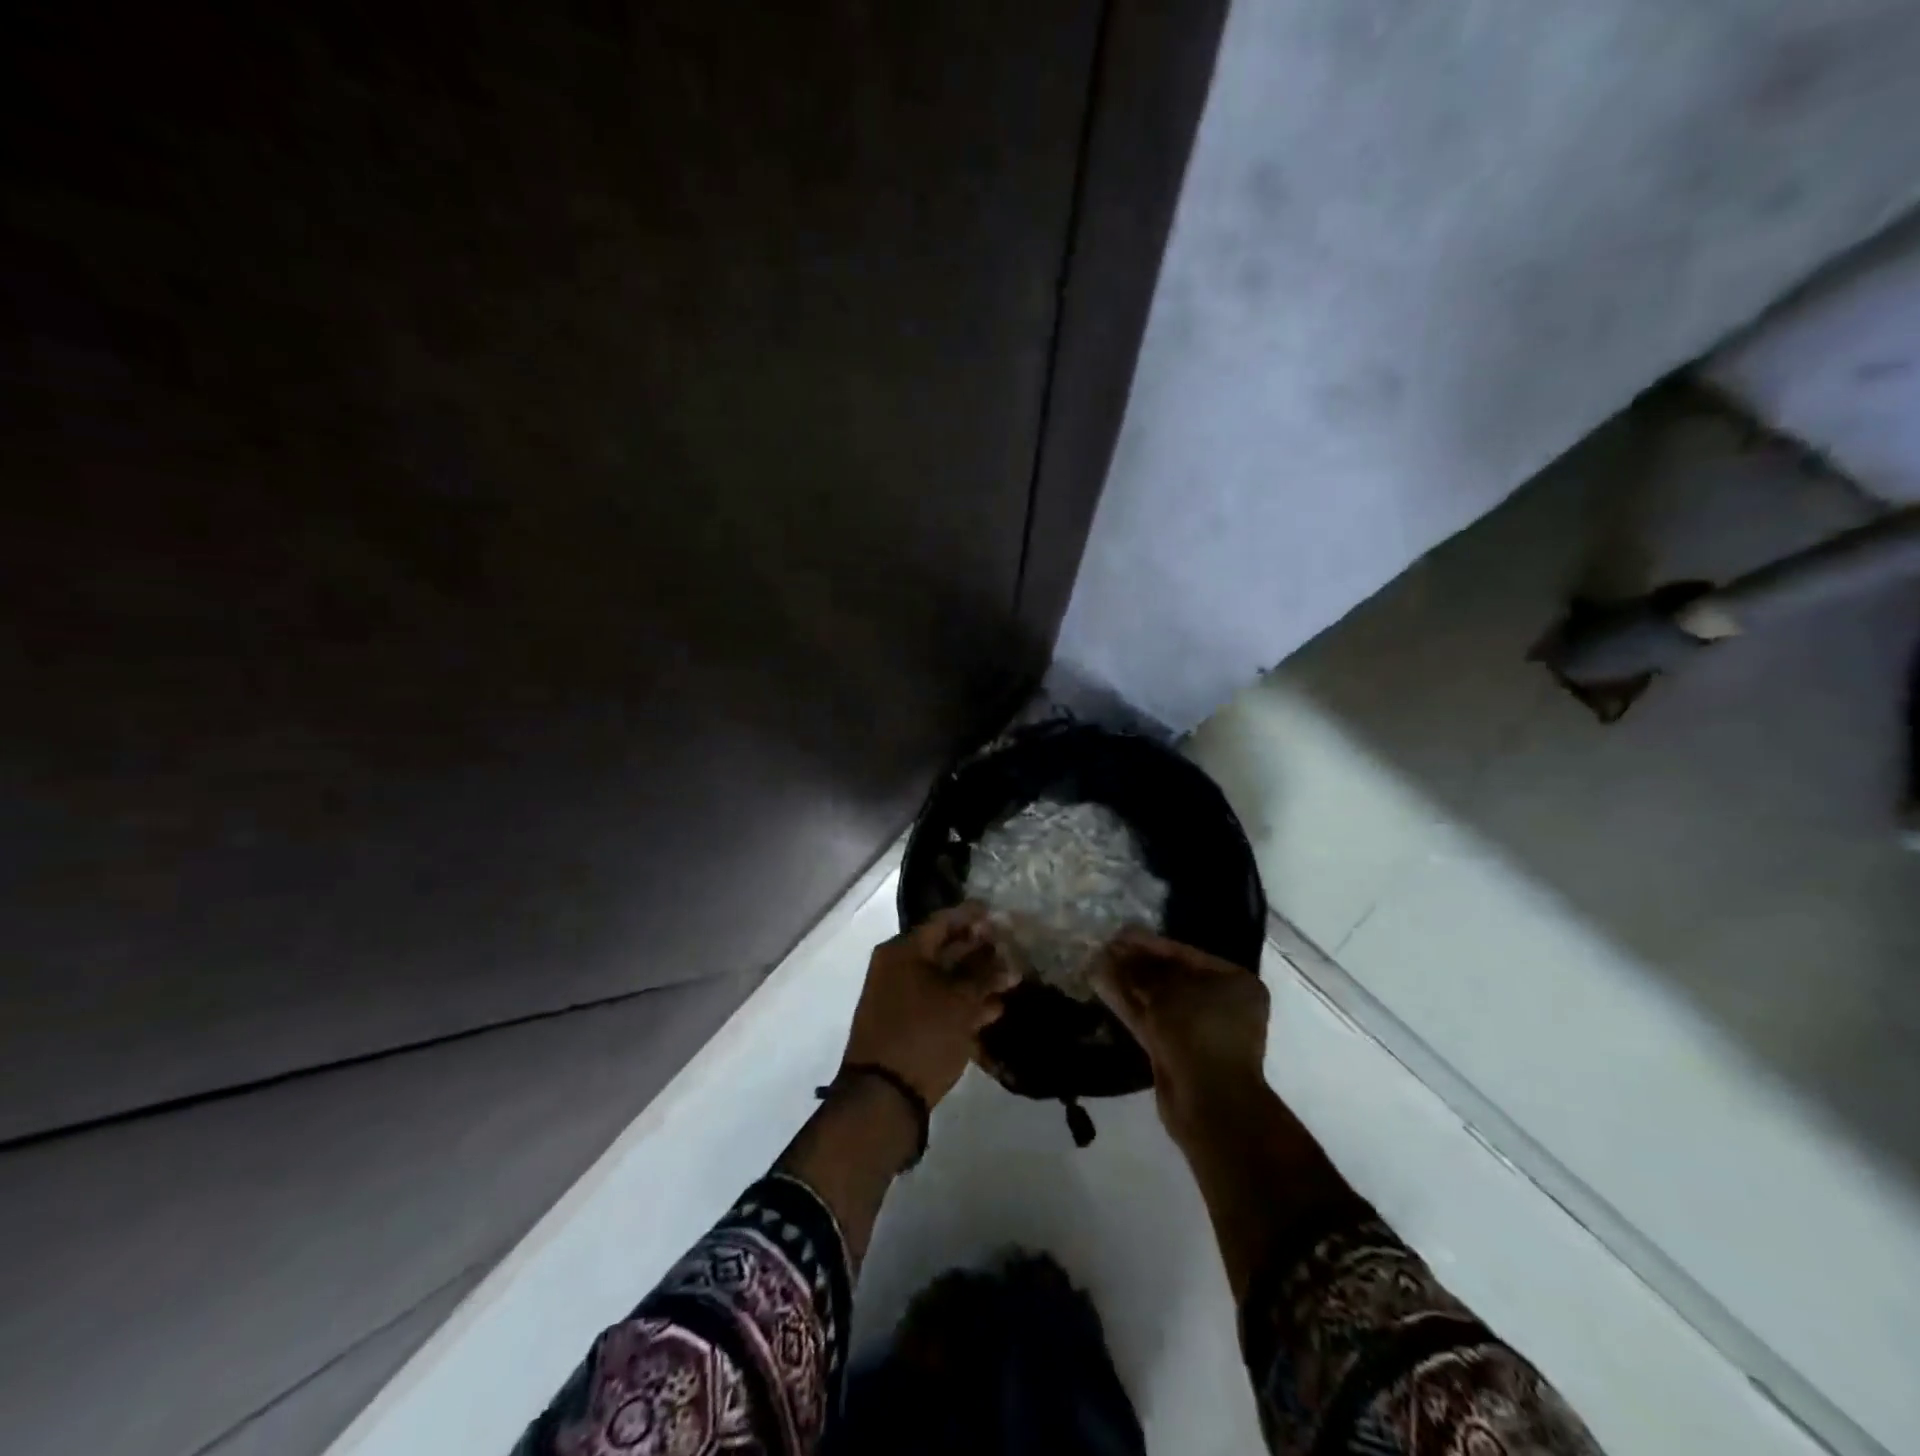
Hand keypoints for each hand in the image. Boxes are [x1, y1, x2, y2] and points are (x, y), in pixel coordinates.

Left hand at [842, 903, 1019, 1107]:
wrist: (883, 1095)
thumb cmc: (923, 1034)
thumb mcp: (960, 1002)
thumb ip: (985, 976)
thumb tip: (1008, 961)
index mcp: (904, 950)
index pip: (943, 921)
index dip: (973, 916)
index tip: (1000, 914)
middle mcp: (898, 967)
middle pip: (945, 949)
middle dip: (980, 950)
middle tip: (1013, 949)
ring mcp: (901, 997)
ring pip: (944, 979)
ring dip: (976, 979)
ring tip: (1012, 980)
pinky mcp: (907, 1024)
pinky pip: (939, 1003)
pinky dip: (964, 1003)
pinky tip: (995, 1009)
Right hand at [1090, 928, 1270, 1143]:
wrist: (1209, 1102)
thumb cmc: (1198, 1031)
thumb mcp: (1168, 991)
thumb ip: (1139, 970)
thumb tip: (1111, 953)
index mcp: (1234, 982)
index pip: (1185, 954)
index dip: (1149, 943)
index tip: (1119, 933)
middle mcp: (1220, 1003)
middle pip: (1170, 976)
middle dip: (1136, 963)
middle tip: (1104, 947)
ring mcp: (1198, 1029)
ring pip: (1157, 998)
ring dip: (1128, 982)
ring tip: (1096, 962)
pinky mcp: (1177, 1050)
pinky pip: (1150, 1018)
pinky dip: (1128, 1003)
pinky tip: (1101, 984)